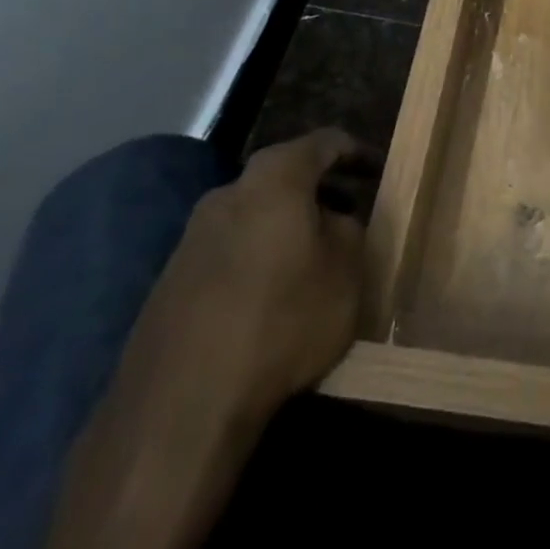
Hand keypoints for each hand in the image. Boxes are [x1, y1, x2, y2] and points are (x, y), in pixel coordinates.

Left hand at [118, 128, 371, 434]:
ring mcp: (192, 236)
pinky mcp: (170, 280)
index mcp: (275, 177)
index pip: (324, 142)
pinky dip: (257, 256)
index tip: (379, 169)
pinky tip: (271, 295)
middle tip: (350, 213)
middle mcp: (228, 192)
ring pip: (254, 213)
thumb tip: (333, 221)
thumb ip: (349, 230)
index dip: (356, 152)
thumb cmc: (282, 319)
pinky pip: (229, 250)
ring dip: (286, 225)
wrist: (180, 405)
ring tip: (313, 257)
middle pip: (284, 176)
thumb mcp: (346, 272)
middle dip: (318, 191)